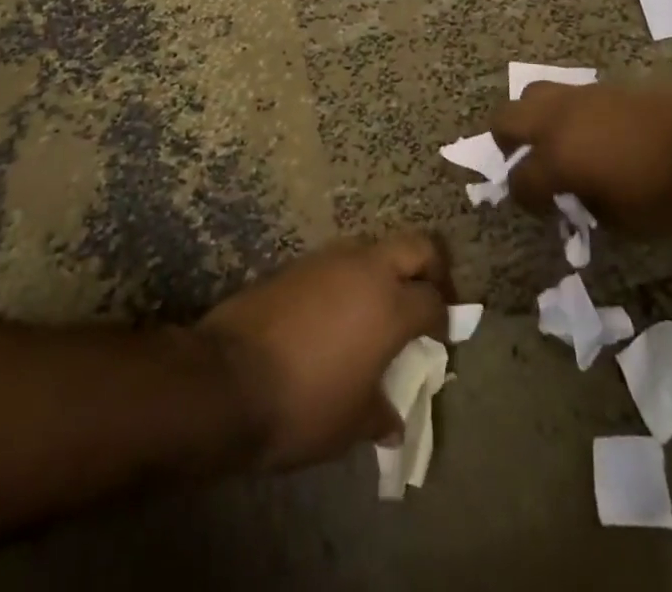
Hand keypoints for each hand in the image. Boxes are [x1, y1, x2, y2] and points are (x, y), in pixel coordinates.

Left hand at [198, 233, 452, 470]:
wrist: (227, 378)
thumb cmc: (303, 405)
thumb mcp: (350, 425)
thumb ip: (379, 414)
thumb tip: (392, 421)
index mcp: (390, 306)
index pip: (433, 300)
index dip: (444, 319)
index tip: (441, 338)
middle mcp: (366, 269)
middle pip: (416, 246)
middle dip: (432, 269)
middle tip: (430, 298)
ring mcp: (329, 259)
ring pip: (374, 247)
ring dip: (386, 270)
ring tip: (380, 308)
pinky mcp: (298, 263)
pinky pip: (339, 261)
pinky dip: (351, 279)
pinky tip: (339, 313)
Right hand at [493, 80, 671, 235]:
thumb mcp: (625, 222)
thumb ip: (588, 208)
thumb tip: (576, 198)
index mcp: (558, 158)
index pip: (520, 180)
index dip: (526, 201)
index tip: (543, 211)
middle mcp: (559, 120)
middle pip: (505, 118)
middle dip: (506, 143)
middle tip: (527, 163)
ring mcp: (582, 96)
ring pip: (535, 94)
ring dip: (536, 119)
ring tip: (560, 143)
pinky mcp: (607, 84)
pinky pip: (572, 95)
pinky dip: (571, 114)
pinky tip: (598, 134)